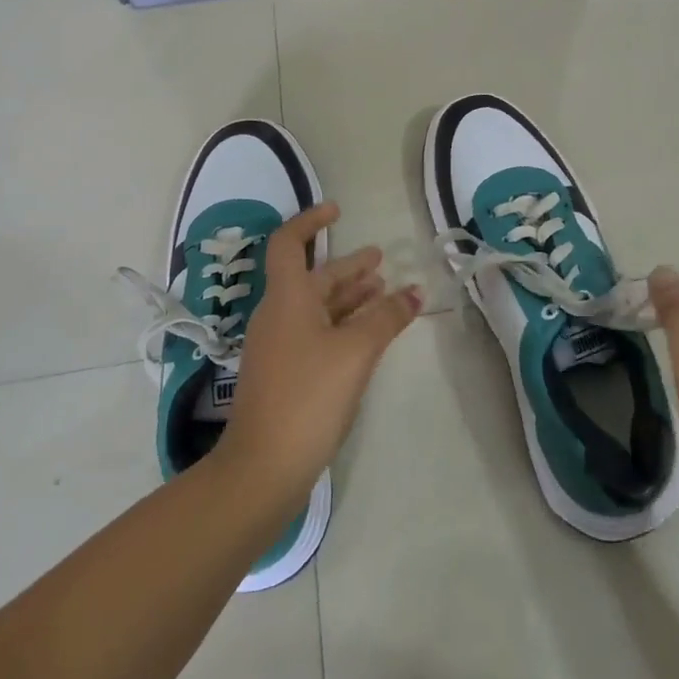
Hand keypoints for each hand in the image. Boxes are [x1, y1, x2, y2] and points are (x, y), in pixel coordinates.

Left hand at [217, 203, 421, 512]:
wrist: (263, 467)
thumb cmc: (308, 395)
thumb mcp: (355, 351)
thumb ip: (387, 317)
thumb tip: (415, 292)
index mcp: (287, 299)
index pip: (289, 243)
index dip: (310, 222)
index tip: (337, 211)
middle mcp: (278, 316)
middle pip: (313, 279)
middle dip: (347, 268)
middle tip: (381, 260)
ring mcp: (279, 347)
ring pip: (317, 308)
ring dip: (350, 297)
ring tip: (384, 292)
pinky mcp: (286, 374)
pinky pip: (317, 333)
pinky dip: (343, 325)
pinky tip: (368, 334)